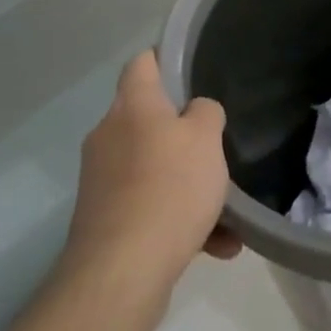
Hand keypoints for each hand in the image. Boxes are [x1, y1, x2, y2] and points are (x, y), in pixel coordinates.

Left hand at [59, 52, 238, 302]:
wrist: (122, 272)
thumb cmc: (169, 188)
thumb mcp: (206, 138)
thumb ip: (206, 113)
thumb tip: (195, 112)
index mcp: (131, 106)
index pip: (142, 63)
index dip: (165, 58)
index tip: (192, 68)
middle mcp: (109, 136)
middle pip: (149, 119)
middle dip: (185, 134)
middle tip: (217, 146)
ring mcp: (102, 180)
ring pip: (154, 168)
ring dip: (189, 185)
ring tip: (228, 212)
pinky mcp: (104, 220)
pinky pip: (150, 207)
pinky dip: (180, 220)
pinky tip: (218, 245)